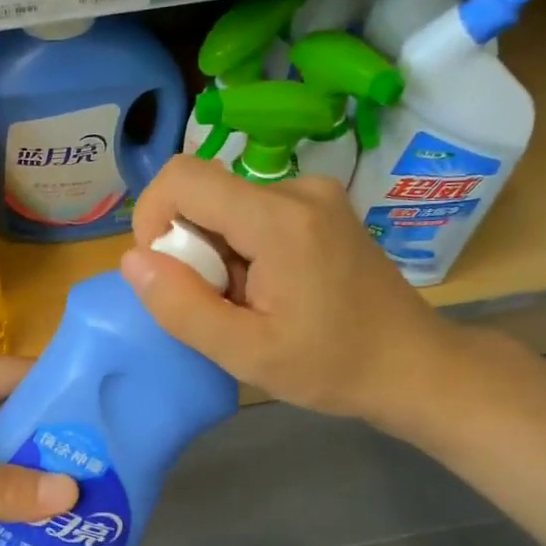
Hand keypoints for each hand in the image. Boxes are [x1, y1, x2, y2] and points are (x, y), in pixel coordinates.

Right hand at [121, 155, 465, 435]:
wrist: (414, 366)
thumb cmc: (333, 366)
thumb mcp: (246, 353)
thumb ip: (181, 306)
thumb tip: (131, 260)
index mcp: (278, 218)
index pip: (182, 178)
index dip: (153, 219)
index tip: (167, 273)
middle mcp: (297, 188)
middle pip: (204, 193)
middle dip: (190, 248)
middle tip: (221, 303)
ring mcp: (314, 193)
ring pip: (225, 206)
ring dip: (216, 253)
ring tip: (251, 303)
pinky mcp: (320, 207)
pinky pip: (252, 212)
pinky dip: (241, 248)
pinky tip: (270, 290)